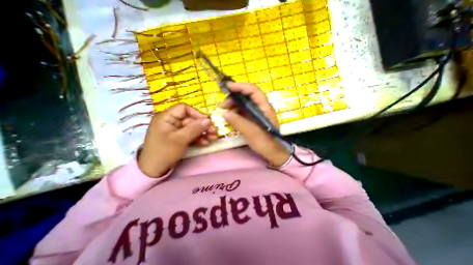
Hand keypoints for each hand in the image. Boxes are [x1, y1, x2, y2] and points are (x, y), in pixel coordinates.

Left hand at [137, 103, 216, 177]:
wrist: (153, 170)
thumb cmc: (164, 152)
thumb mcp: (180, 139)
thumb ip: (195, 128)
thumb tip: (209, 120)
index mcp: (166, 117)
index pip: (184, 108)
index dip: (197, 113)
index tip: (207, 122)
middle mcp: (171, 121)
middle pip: (191, 119)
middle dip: (203, 126)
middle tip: (214, 132)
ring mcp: (176, 130)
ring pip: (192, 127)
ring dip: (203, 132)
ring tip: (213, 138)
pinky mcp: (179, 138)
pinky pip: (190, 135)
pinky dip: (198, 138)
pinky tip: (205, 142)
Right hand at [221, 83, 291, 165]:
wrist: (273, 153)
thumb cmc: (266, 143)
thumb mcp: (252, 133)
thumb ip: (239, 122)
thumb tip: (224, 113)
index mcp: (264, 107)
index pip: (253, 90)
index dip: (240, 87)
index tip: (227, 88)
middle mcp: (260, 107)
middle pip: (246, 96)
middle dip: (233, 98)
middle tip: (222, 106)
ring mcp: (256, 113)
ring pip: (243, 104)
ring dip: (232, 105)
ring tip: (223, 111)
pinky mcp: (252, 119)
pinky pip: (242, 112)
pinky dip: (234, 113)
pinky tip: (229, 117)